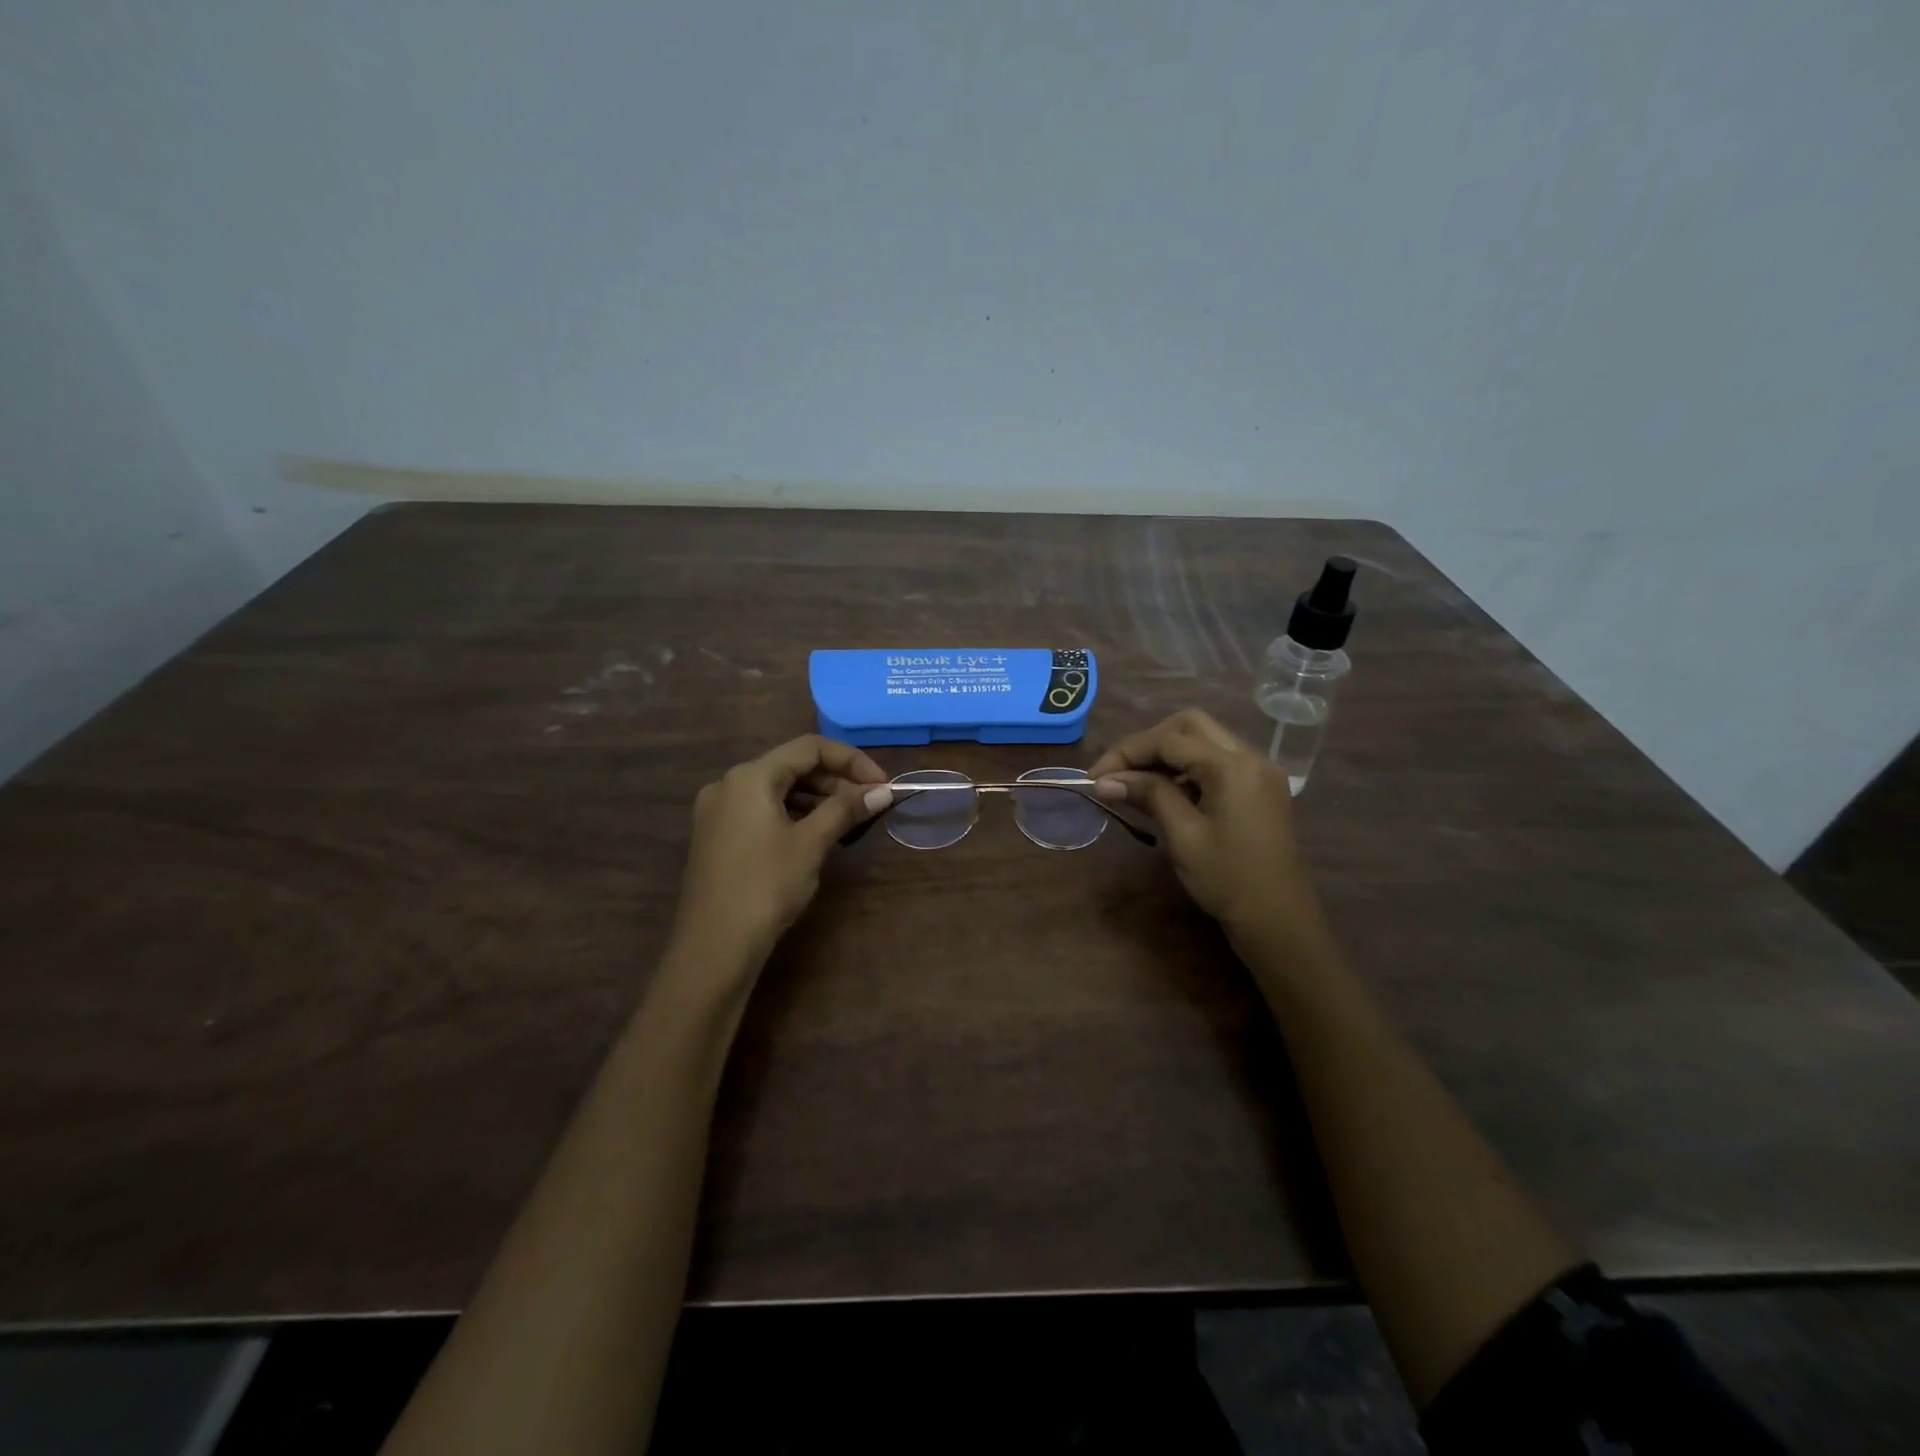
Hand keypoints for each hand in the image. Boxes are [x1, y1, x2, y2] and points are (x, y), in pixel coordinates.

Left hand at [672, 735, 892, 966]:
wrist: (714, 947)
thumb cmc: (765, 887)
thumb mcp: (810, 844)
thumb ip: (845, 810)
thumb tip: (883, 791)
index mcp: (749, 776)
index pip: (809, 748)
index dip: (851, 760)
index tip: (881, 784)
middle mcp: (729, 784)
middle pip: (791, 765)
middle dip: (835, 780)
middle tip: (870, 803)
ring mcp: (719, 811)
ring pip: (777, 789)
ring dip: (816, 798)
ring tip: (850, 819)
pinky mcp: (718, 835)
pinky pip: (763, 810)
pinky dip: (794, 814)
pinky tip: (817, 833)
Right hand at [1088, 709, 1328, 960]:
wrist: (1278, 920)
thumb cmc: (1227, 880)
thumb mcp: (1183, 835)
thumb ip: (1148, 796)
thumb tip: (1106, 780)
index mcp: (1232, 767)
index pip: (1169, 740)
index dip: (1127, 753)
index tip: (1096, 777)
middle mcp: (1250, 757)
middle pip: (1190, 725)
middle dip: (1149, 743)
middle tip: (1119, 772)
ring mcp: (1259, 771)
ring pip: (1204, 739)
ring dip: (1167, 753)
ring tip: (1136, 783)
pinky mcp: (1259, 787)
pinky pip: (1218, 759)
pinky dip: (1188, 766)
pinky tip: (1166, 791)